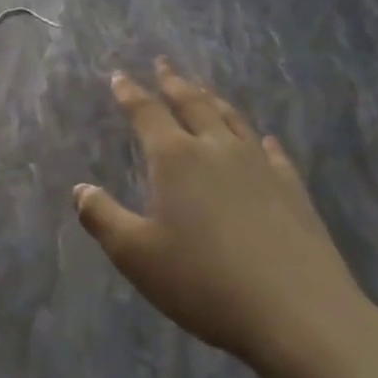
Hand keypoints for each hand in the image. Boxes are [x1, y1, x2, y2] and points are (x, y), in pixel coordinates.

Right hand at [73, 59, 377, 377]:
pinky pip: (271, 151)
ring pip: (232, 120)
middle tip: (163, 64)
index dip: (130, 93)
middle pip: (193, 104)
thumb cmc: (203, 282)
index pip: (147, 114)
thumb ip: (102, 217)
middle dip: (174, 83)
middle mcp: (217, 150)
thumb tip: (80, 189)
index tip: (119, 76)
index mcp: (176, 159)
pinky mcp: (293, 189)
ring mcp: (260, 166)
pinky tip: (263, 140)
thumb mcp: (135, 255)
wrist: (297, 314)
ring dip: (213, 100)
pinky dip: (259, 139)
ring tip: (203, 90)